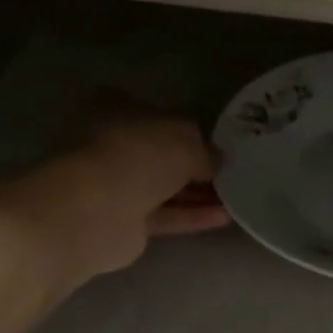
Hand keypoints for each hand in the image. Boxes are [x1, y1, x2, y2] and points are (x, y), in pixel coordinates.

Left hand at [82, 95, 230, 242]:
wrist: (95, 211)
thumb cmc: (138, 155)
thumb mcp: (185, 142)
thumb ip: (205, 151)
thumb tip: (217, 160)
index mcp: (118, 110)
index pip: (158, 115)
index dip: (188, 130)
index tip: (216, 144)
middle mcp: (113, 144)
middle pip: (161, 155)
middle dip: (196, 165)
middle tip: (232, 173)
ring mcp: (116, 185)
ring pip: (164, 188)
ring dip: (198, 194)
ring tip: (237, 197)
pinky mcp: (124, 222)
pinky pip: (165, 215)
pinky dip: (192, 216)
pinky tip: (225, 218)